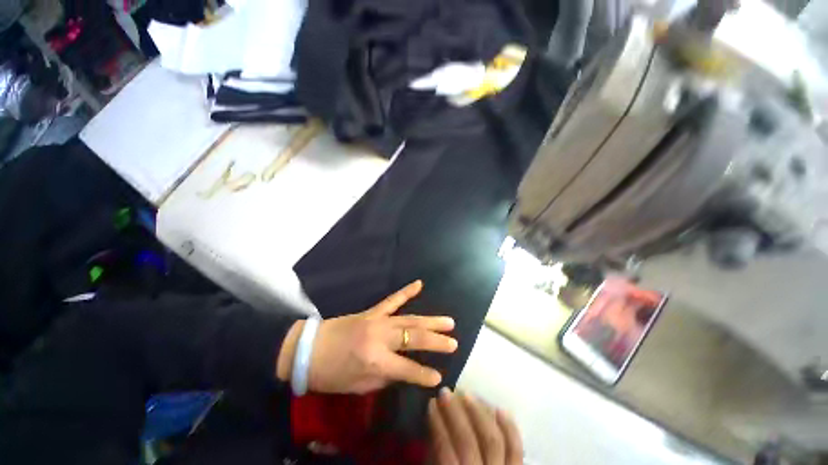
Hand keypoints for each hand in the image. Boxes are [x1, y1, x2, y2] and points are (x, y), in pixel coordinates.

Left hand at [277, 281, 457, 393]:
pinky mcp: (372, 311)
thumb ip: (385, 378)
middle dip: (436, 342)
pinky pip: (392, 300)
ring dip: (430, 320)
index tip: (439, 378)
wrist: (308, 349)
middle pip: (414, 338)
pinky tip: (419, 284)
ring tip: (448, 322)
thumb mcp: (359, 386)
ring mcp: (377, 320)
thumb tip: (404, 370)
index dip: (424, 375)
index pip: (407, 369)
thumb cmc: (332, 374)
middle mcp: (380, 338)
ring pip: (410, 319)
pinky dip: (406, 291)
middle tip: (454, 342)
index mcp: (375, 362)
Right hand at [428, 388, 522, 464]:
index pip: (445, 451)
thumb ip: (436, 453)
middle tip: (445, 392)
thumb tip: (435, 418)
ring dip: (478, 413)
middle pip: (468, 442)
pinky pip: (516, 449)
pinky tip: (499, 408)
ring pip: (493, 441)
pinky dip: (509, 428)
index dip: (437, 424)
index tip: (431, 402)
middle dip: (454, 413)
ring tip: (467, 394)